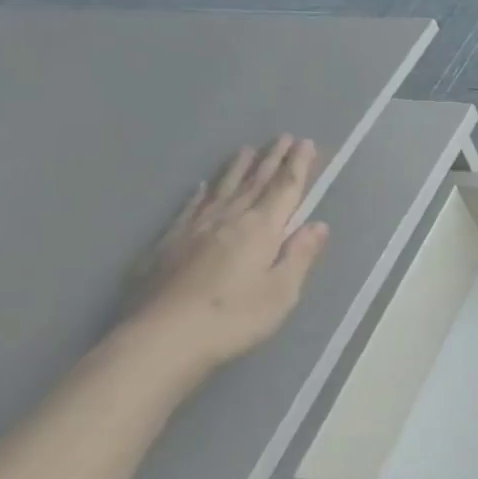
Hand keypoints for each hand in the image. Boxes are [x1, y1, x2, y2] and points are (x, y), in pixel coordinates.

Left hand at [117, 136, 330, 389]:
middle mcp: (228, 220)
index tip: (306, 143)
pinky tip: (202, 187)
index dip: (297, 166)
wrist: (160, 341)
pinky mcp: (167, 246)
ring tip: (246, 150)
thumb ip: (300, 256)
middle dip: (271, 159)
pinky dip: (201, 194)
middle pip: (254, 183)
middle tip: (282, 137)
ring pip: (222, 190)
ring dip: (237, 169)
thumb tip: (317, 225)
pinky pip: (190, 208)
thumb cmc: (233, 318)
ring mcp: (193, 230)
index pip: (285, 189)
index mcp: (261, 229)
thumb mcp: (281, 292)